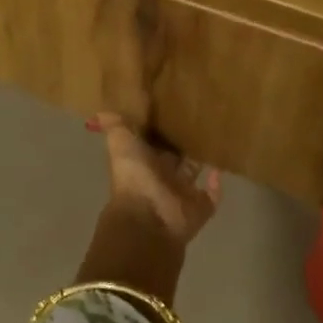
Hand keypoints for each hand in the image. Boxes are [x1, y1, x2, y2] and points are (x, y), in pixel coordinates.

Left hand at [92, 112, 221, 248]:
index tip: (171, 104)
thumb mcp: (120, 143)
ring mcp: (180, 194)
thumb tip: (100, 110)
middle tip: (200, 116)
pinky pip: (211, 196)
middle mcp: (161, 176)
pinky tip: (221, 166)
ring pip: (193, 172)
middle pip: (174, 156)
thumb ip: (115, 126)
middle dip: (183, 141)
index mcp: (142, 161)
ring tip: (216, 134)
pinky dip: (216, 184)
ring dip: (201, 158)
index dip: (159, 127)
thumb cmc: (134, 177)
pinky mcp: (199, 208)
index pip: (152, 141)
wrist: (149, 218)